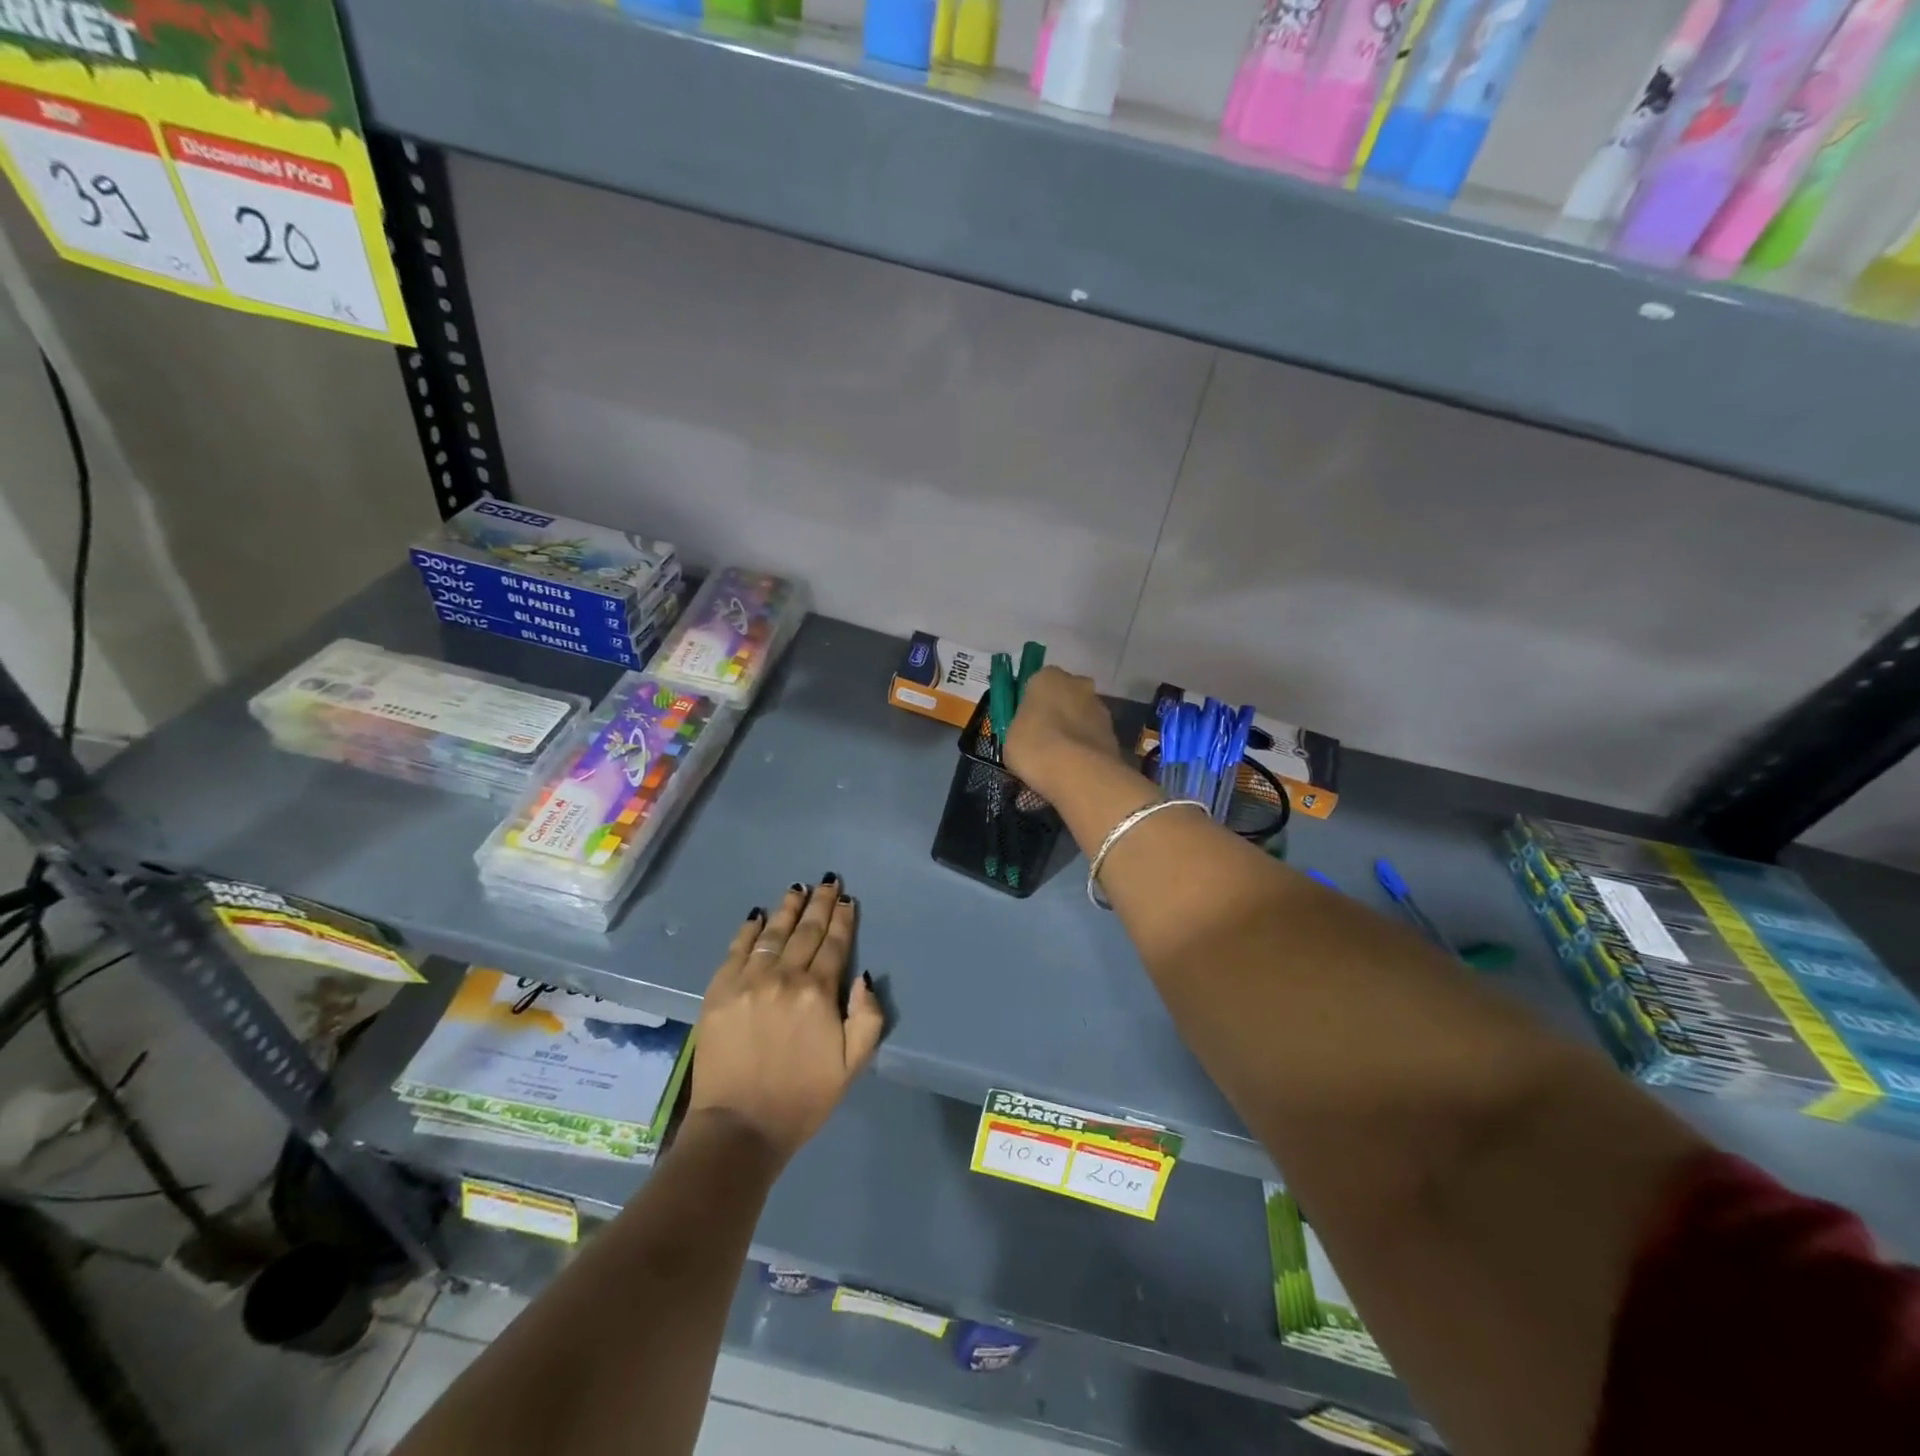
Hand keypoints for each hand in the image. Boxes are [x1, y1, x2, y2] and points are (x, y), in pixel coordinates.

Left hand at [688, 877, 884, 1165]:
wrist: (739, 1128)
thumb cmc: (802, 1098)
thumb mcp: (852, 1066)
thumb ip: (868, 1018)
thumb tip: (863, 977)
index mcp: (818, 993)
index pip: (834, 945)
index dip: (842, 920)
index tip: (847, 900)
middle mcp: (783, 977)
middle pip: (806, 931)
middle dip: (819, 904)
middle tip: (828, 881)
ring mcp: (747, 981)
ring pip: (773, 934)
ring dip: (788, 909)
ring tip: (798, 888)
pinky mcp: (719, 991)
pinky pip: (737, 949)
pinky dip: (749, 930)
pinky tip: (758, 916)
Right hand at [1004, 666, 1122, 798]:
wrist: (1078, 772)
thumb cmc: (1035, 746)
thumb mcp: (1011, 736)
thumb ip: (1023, 727)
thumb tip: (1030, 732)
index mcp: (1048, 677)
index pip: (1038, 684)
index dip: (1033, 705)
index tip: (1027, 724)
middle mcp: (1078, 684)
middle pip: (1066, 696)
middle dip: (1059, 713)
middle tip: (1045, 739)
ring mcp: (1100, 708)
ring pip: (1083, 716)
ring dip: (1075, 730)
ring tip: (1061, 759)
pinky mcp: (1114, 733)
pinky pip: (1094, 737)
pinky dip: (1087, 748)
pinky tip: (1077, 768)